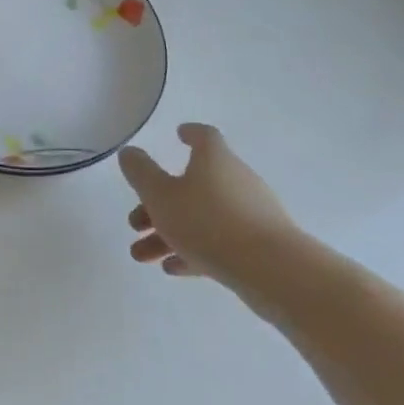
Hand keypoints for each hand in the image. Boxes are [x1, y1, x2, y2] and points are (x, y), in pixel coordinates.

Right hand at [120, 123, 297, 280]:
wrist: (273, 271)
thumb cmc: (209, 222)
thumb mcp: (160, 195)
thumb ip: (140, 172)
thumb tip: (130, 152)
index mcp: (215, 159)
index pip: (204, 136)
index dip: (190, 133)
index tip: (178, 135)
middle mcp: (236, 180)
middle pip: (194, 183)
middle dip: (160, 203)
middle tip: (135, 222)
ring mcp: (251, 213)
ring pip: (203, 216)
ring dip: (170, 232)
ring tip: (143, 256)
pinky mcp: (260, 245)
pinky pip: (220, 241)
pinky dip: (194, 249)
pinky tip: (173, 267)